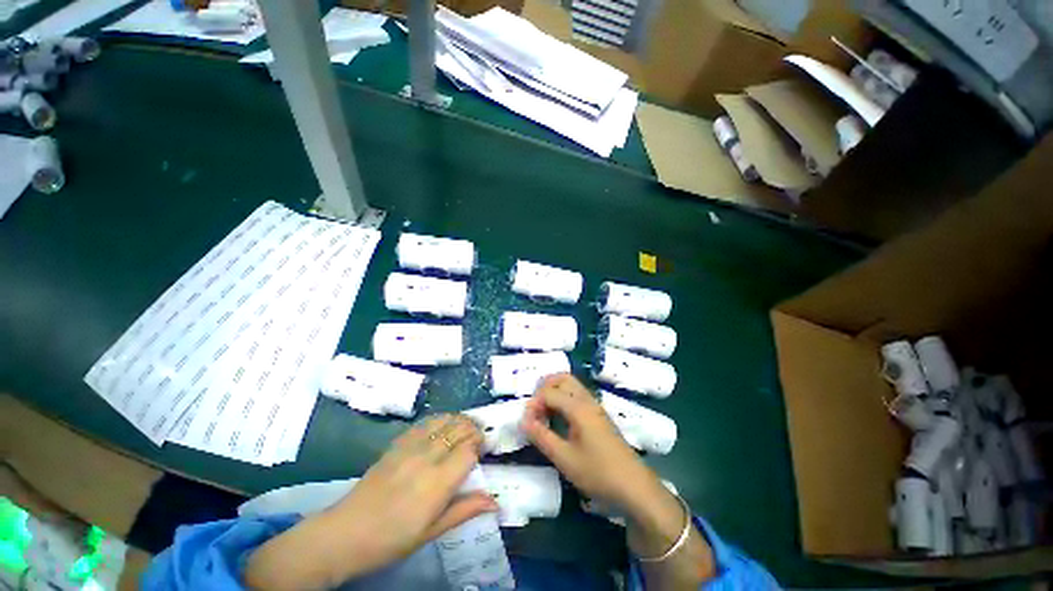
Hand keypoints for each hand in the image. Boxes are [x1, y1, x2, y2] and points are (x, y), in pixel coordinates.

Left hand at [246, 414, 496, 588]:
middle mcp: (427, 458)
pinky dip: (441, 419)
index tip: (484, 451)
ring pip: (445, 420)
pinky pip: (426, 422)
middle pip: (459, 429)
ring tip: (466, 427)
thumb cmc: (392, 540)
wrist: (346, 532)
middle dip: (474, 429)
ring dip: (460, 420)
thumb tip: (496, 502)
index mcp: (437, 483)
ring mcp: (410, 447)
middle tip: (479, 438)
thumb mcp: (431, 532)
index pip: (469, 450)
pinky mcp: (398, 443)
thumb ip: (465, 511)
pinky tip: (444, 425)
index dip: (480, 446)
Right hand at [521, 375, 715, 587]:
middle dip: (544, 387)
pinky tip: (559, 417)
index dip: (534, 404)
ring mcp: (595, 406)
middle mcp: (587, 400)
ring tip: (543, 412)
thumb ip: (542, 437)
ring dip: (554, 391)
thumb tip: (524, 420)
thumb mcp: (565, 459)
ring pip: (571, 385)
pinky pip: (577, 395)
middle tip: (534, 407)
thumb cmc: (598, 472)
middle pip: (562, 378)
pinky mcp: (599, 414)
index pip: (549, 392)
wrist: (634, 486)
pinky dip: (563, 398)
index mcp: (578, 407)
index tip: (527, 423)